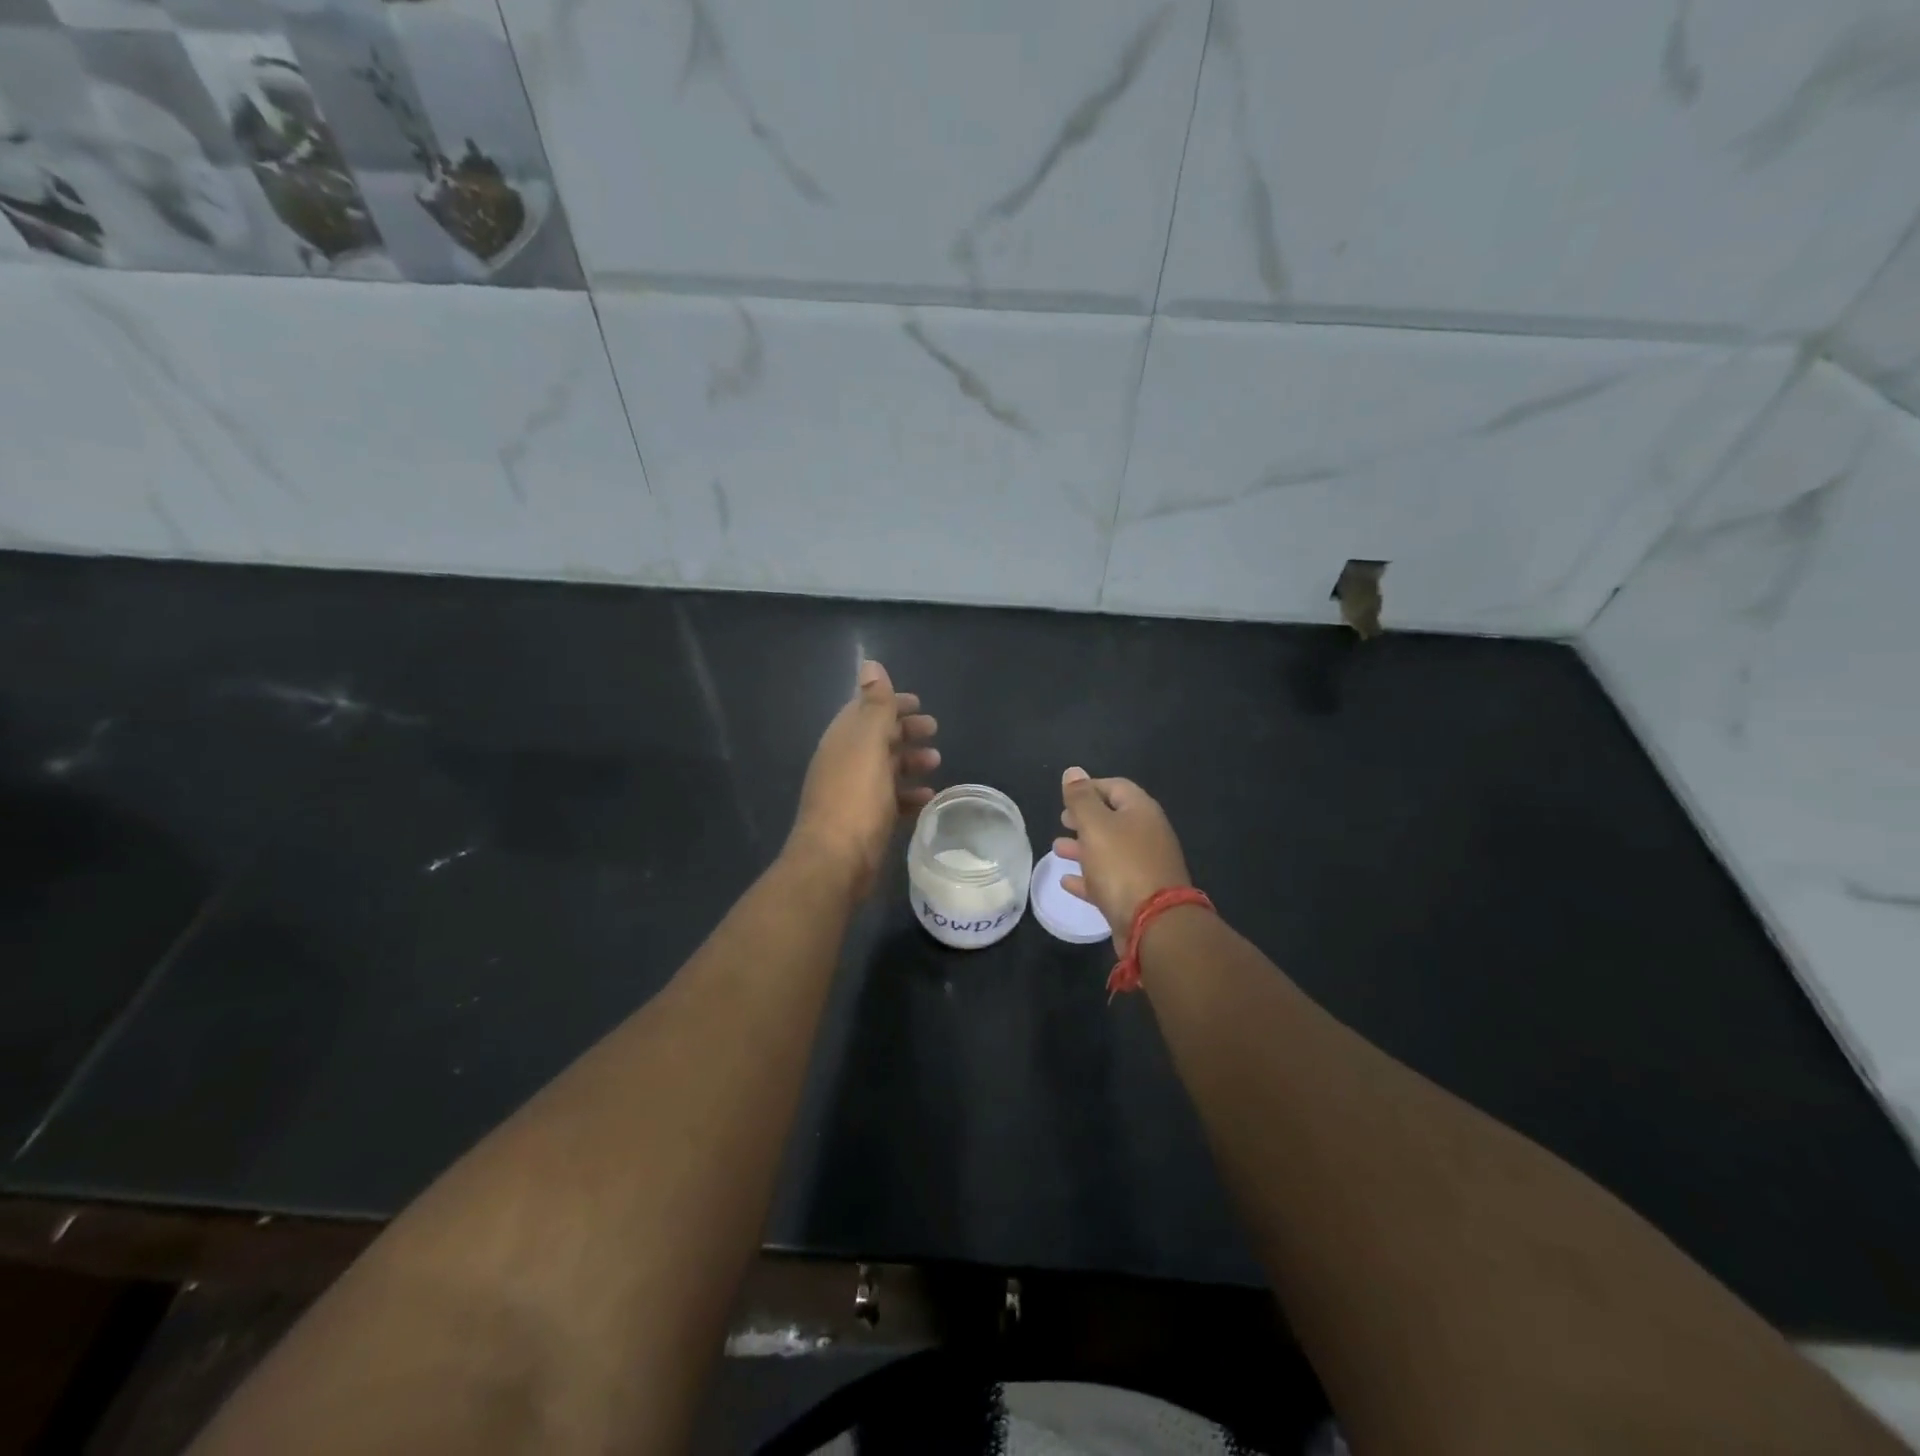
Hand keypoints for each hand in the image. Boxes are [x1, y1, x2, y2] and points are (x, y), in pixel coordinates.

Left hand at [787, 660, 939, 898]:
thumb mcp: (868, 744)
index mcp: (842, 740)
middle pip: (877, 739)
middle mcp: (844, 763)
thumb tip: (870, 664)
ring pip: (885, 769)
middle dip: (904, 731)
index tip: (919, 703)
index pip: (866, 710)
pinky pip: (890, 801)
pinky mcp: (864, 822)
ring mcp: (853, 794)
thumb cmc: (855, 798)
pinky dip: (909, 795)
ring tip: (936, 762)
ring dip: (909, 762)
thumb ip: (874, 705)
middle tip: (934, 730)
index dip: (891, 703)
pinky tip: (927, 798)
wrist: (835, 861)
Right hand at [1055, 767, 1190, 948]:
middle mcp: (1147, 835)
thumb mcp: (1096, 825)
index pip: (1115, 786)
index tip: (1065, 795)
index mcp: (1141, 811)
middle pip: (1113, 818)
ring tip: (1057, 849)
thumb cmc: (1122, 865)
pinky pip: (1108, 880)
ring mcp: (1144, 866)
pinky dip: (1088, 877)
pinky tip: (1067, 882)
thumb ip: (1081, 799)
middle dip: (1085, 818)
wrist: (1154, 924)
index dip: (1089, 787)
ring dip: (1082, 847)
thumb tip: (1073, 772)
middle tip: (1062, 820)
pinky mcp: (1137, 895)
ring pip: (1109, 850)